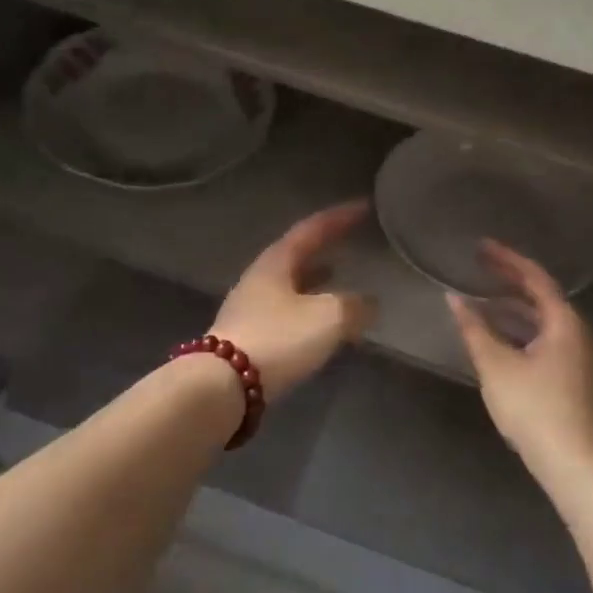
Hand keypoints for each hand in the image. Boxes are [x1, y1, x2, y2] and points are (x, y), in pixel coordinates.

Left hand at [211, 200, 374, 402]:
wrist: (223, 386)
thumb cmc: (278, 339)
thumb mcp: (328, 318)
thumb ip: (354, 306)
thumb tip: (369, 304)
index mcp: (276, 262)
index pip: (312, 229)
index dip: (340, 217)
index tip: (364, 207)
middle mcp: (259, 278)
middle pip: (296, 254)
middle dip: (324, 246)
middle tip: (349, 241)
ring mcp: (249, 308)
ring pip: (289, 284)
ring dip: (314, 279)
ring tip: (337, 277)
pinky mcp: (247, 336)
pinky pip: (285, 311)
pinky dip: (308, 309)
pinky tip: (320, 324)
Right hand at [446, 240, 592, 483]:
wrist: (576, 465)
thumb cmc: (536, 409)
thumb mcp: (497, 367)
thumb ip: (474, 329)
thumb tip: (453, 298)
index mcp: (565, 322)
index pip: (535, 278)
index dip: (507, 259)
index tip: (481, 246)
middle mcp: (577, 333)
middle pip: (541, 296)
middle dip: (509, 281)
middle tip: (478, 266)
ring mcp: (577, 356)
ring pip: (541, 321)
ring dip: (512, 308)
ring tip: (480, 299)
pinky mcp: (571, 377)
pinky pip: (543, 339)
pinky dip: (519, 331)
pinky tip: (496, 338)